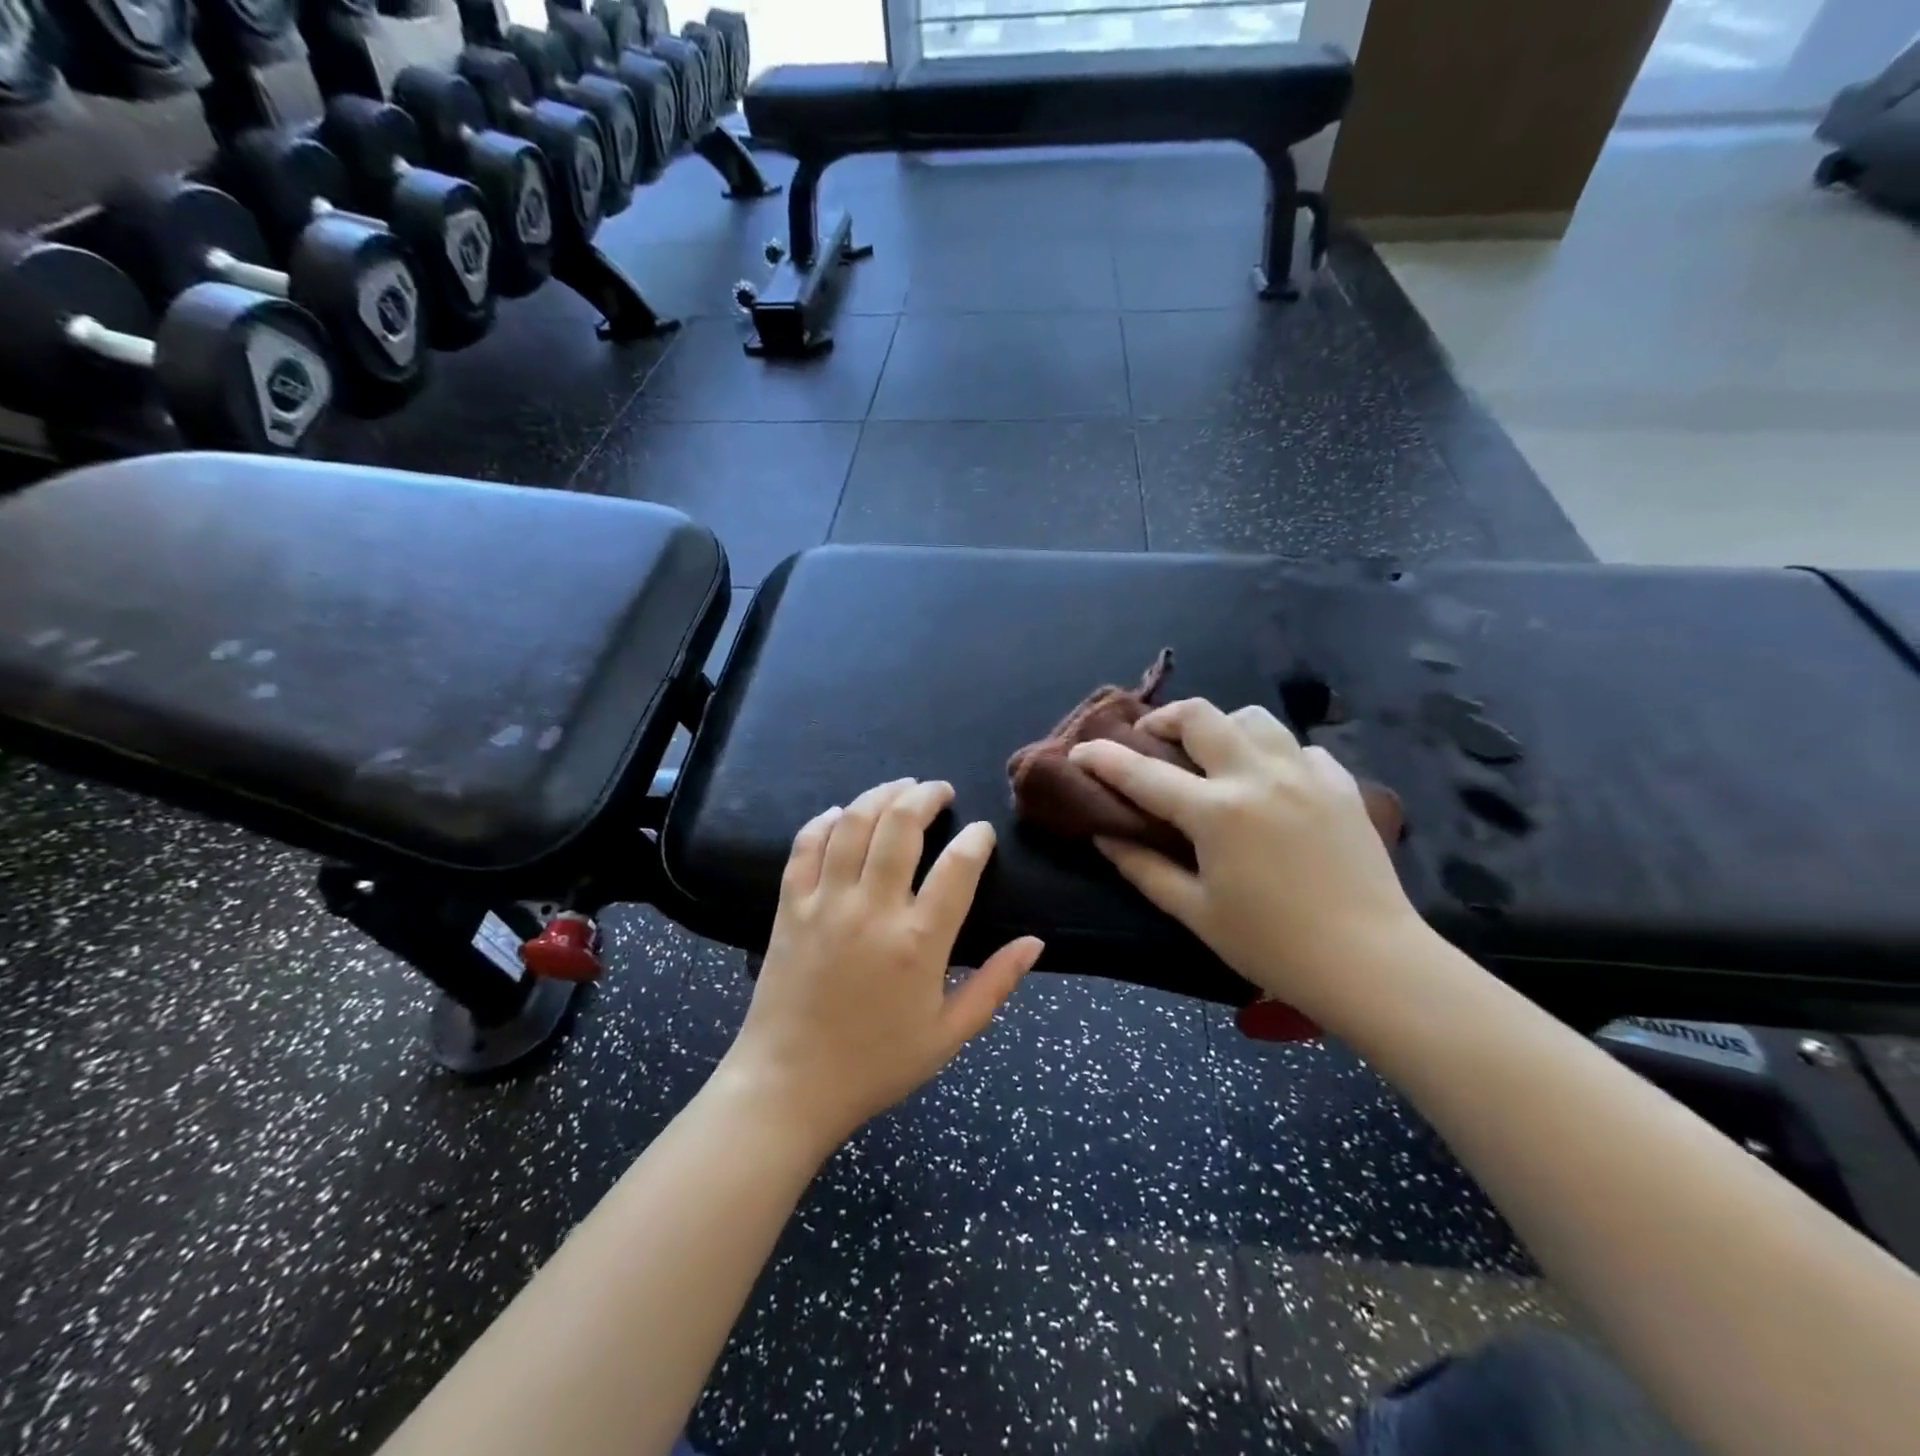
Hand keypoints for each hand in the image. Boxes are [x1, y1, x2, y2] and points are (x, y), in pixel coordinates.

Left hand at [721, 778, 1043, 1148]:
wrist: (789, 1086)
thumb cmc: (876, 1064)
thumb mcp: (949, 1035)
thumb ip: (995, 985)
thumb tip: (1036, 942)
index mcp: (918, 942)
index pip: (958, 867)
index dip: (977, 839)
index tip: (982, 833)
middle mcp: (872, 910)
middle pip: (901, 826)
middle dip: (925, 796)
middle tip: (939, 790)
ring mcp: (826, 903)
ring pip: (853, 824)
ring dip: (879, 795)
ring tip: (899, 787)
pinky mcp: (791, 907)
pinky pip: (804, 847)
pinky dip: (823, 822)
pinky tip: (839, 813)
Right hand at [1071, 699, 1423, 1018]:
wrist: (1372, 963)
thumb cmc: (1272, 946)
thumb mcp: (1195, 912)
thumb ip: (1143, 867)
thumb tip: (1105, 834)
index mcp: (1216, 812)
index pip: (1143, 773)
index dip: (1102, 757)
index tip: (1080, 751)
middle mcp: (1258, 776)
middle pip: (1201, 715)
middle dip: (1164, 719)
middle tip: (1151, 741)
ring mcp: (1305, 774)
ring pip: (1253, 718)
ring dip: (1221, 728)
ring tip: (1213, 757)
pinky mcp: (1341, 784)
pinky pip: (1298, 747)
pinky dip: (1272, 754)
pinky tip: (1270, 783)